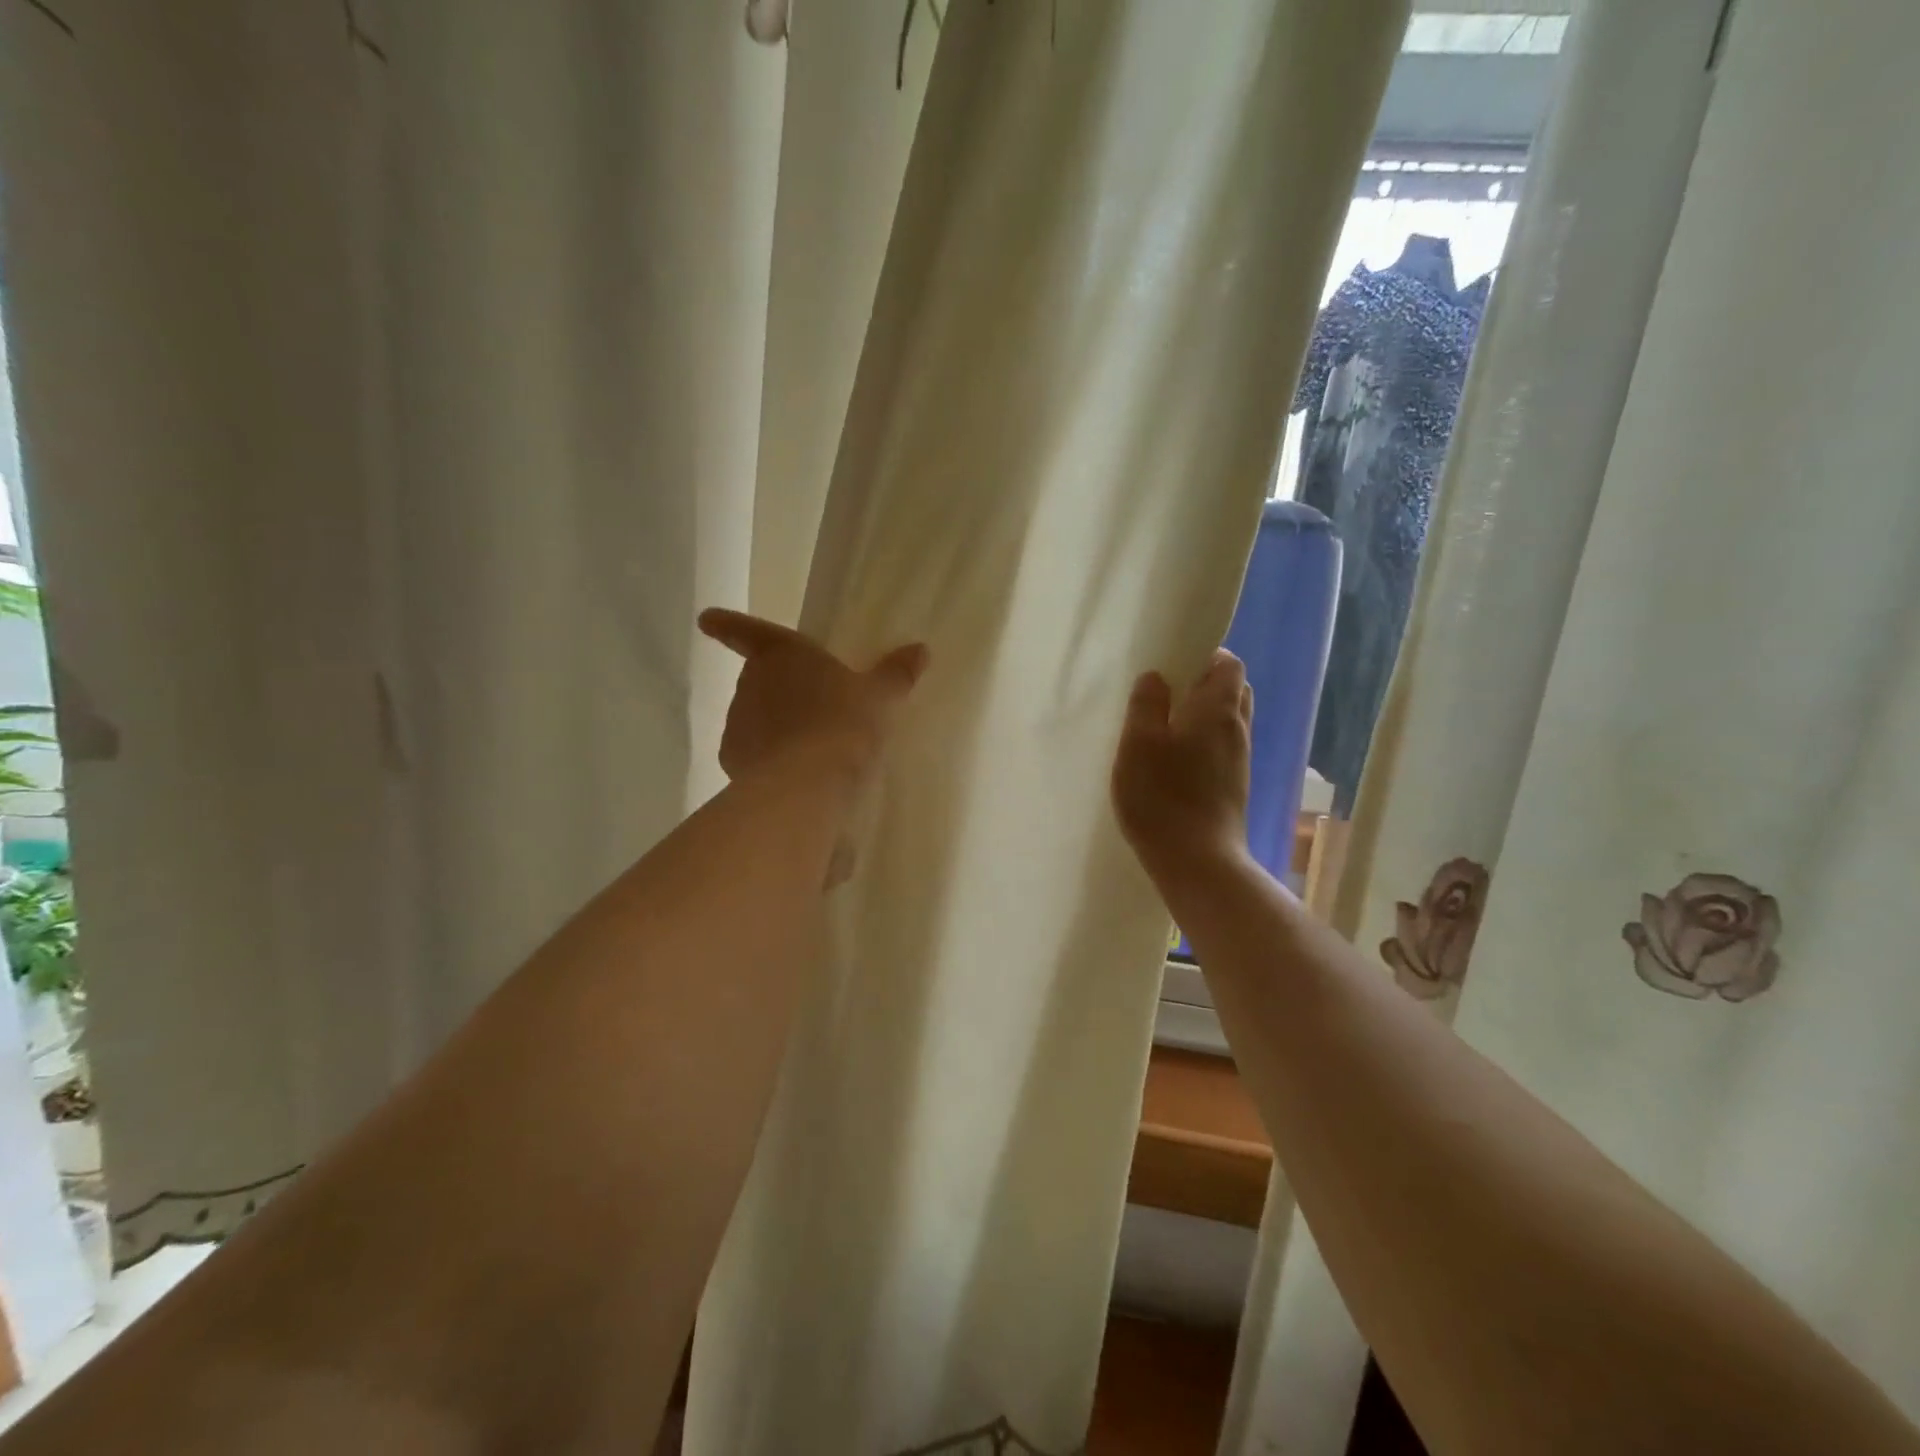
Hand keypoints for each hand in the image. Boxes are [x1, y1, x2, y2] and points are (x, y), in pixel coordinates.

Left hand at [697, 608, 928, 784]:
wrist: (811, 783)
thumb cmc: (846, 723)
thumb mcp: (880, 697)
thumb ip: (896, 673)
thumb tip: (920, 649)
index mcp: (782, 654)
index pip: (749, 632)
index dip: (729, 624)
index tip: (706, 619)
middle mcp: (751, 683)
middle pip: (759, 679)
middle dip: (779, 689)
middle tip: (815, 706)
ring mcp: (738, 722)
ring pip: (755, 717)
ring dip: (776, 725)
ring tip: (812, 746)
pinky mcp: (733, 760)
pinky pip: (753, 752)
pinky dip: (769, 758)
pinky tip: (796, 773)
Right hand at [1110, 651, 1252, 874]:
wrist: (1197, 861)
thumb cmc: (1162, 796)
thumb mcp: (1139, 743)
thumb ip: (1147, 704)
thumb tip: (1157, 677)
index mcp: (1218, 710)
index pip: (1229, 664)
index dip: (1206, 655)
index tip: (1174, 663)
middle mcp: (1237, 730)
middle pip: (1233, 692)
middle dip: (1204, 684)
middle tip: (1167, 693)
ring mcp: (1239, 761)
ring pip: (1227, 723)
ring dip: (1202, 717)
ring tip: (1165, 727)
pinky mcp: (1233, 788)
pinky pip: (1221, 750)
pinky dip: (1203, 743)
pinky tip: (1174, 761)